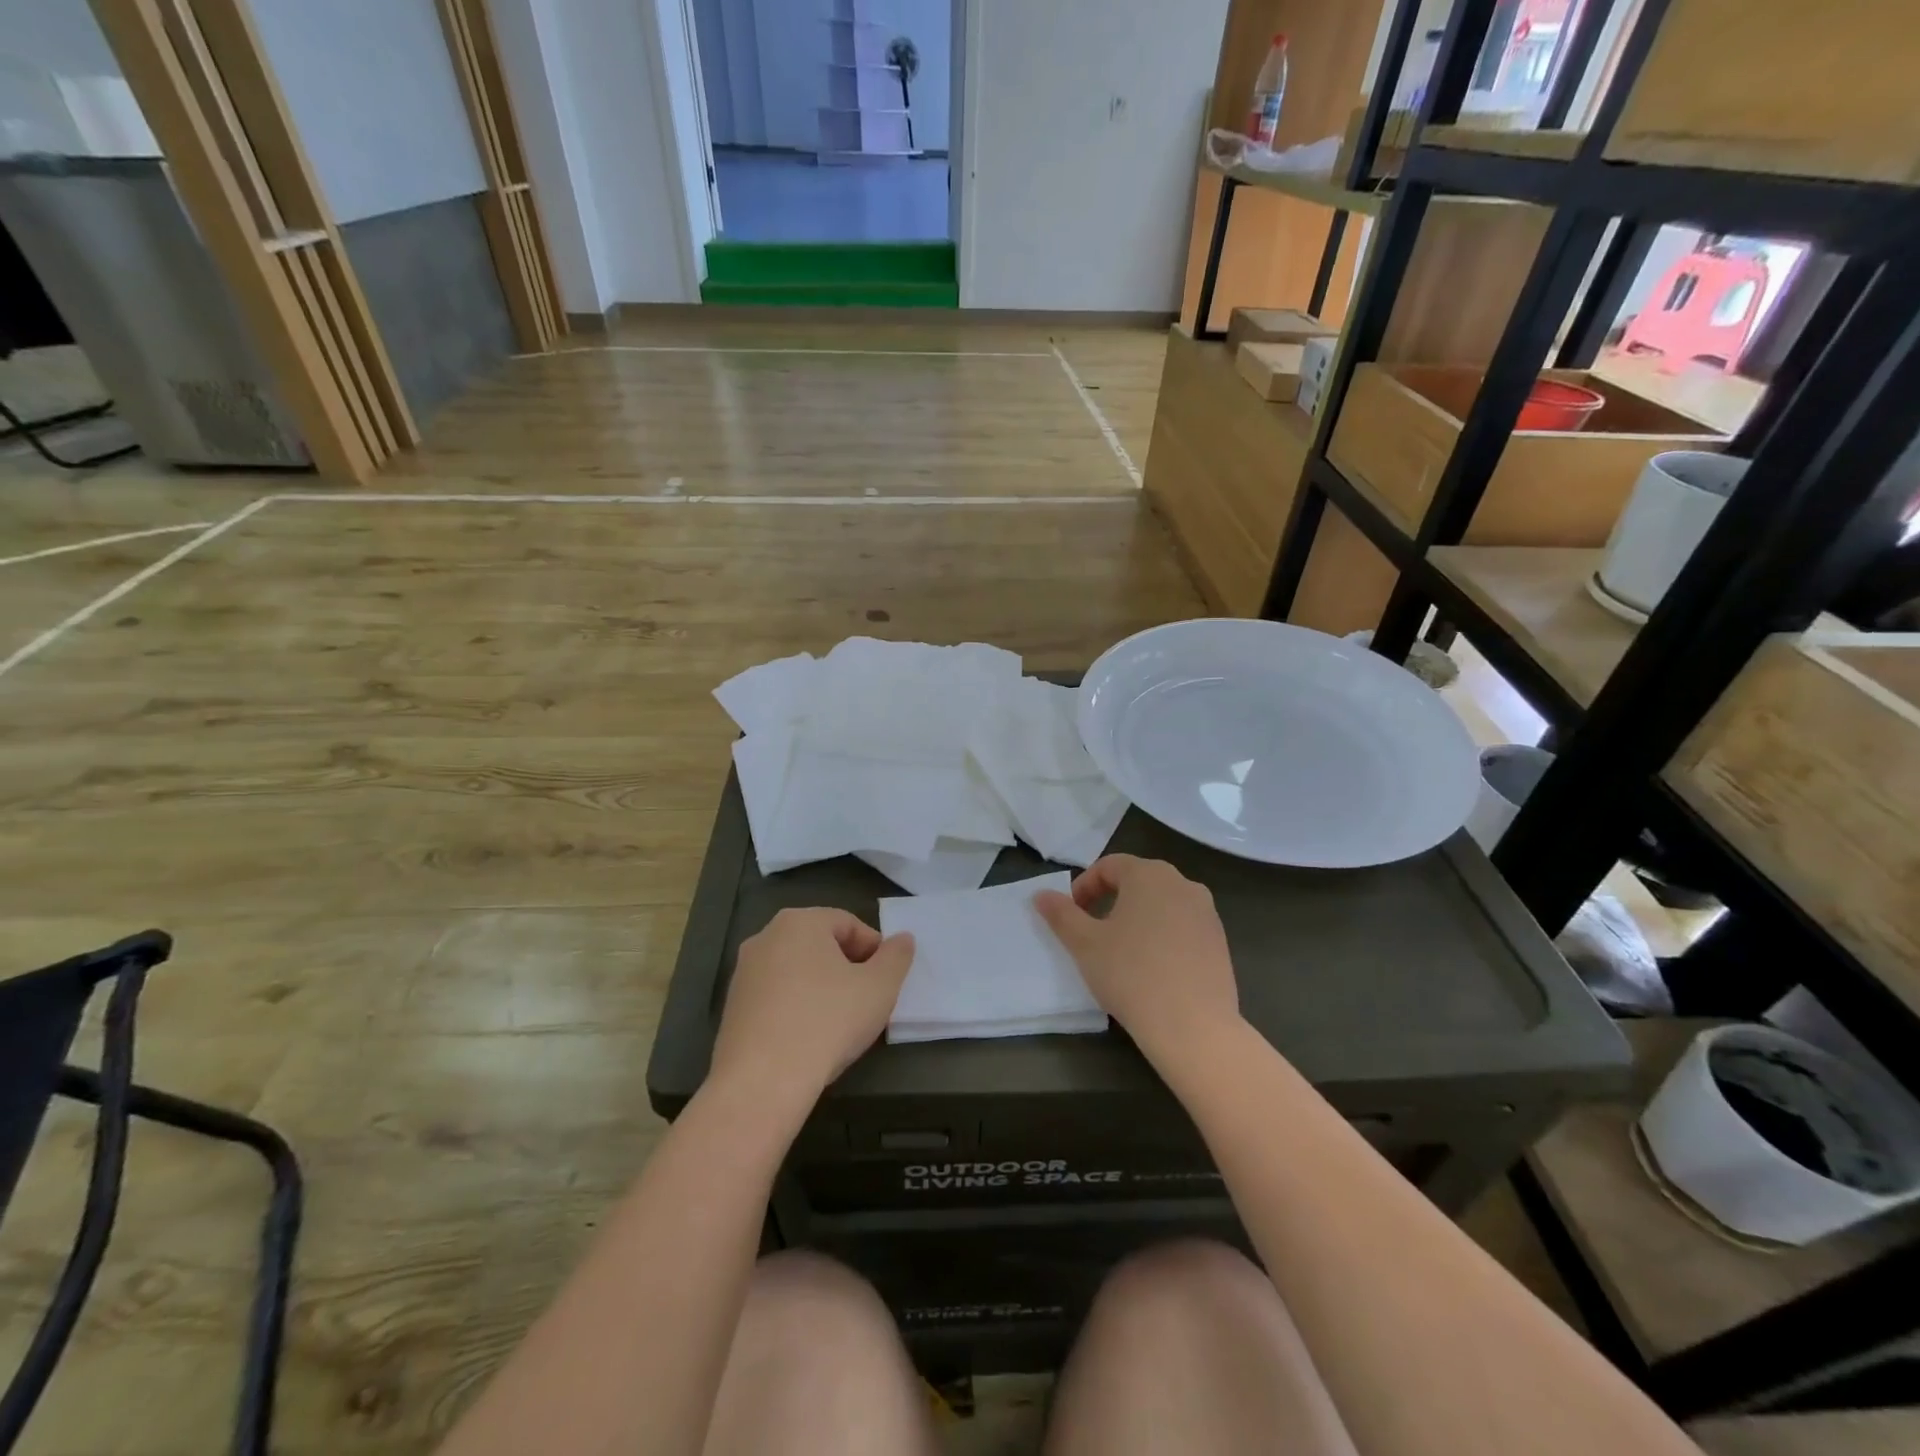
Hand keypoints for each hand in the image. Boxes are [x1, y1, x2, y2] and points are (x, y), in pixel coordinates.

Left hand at [710, 908, 914, 1107]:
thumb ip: (896, 957)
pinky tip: (809, 1038)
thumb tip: (902, 939)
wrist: (762, 1083)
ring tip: (840, 1023)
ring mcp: (744, 973)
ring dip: (822, 988)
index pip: (849, 924)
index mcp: (800, 921)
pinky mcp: (732, 1008)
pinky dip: (796, 1008)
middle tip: (867, 1001)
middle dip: (848, 968)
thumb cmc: (828, 1022)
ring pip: (797, 971)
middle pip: (821, 944)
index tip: (886, 982)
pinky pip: (776, 997)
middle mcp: (766, 937)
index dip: (875, 951)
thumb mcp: (880, 987)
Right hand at [1034, 855, 1241, 1068]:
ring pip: (1162, 904)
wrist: (1193, 1026)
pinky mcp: (1220, 942)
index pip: (1109, 866)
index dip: (1084, 887)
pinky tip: (1152, 968)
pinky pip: (1182, 927)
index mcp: (1149, 874)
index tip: (1071, 915)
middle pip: (1138, 880)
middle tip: (1092, 931)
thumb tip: (1041, 894)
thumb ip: (1061, 914)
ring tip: (1121, 951)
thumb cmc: (1130, 974)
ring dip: (1137, 918)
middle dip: (1110, 900)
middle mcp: (1183, 884)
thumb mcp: (1085, 944)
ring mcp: (1207, 913)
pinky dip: (1162, 936)